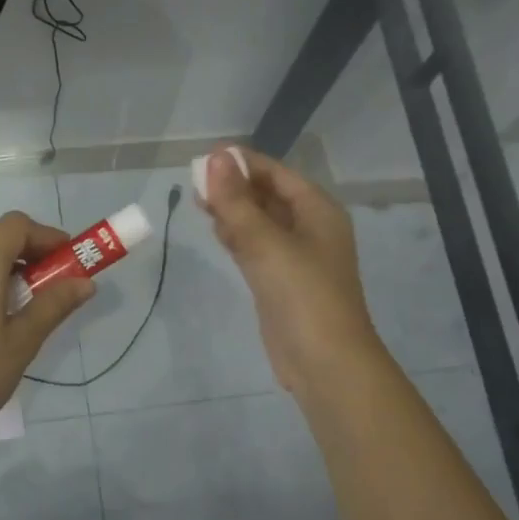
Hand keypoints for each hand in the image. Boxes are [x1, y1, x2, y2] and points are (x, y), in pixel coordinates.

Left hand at [0, 211, 94, 454]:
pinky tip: (1, 310)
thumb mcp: (22, 342)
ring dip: (10, 263)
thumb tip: (85, 282)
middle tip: (56, 279)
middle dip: (31, 249)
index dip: (47, 235)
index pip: (16, 225)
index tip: (69, 259)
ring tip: (32, 298)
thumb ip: (54, 304)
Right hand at [198, 149, 382, 397]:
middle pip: (267, 194)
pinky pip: (255, 246)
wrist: (324, 362)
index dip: (242, 163)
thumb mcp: (266, 242)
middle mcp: (309, 227)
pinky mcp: (280, 280)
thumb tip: (216, 157)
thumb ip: (237, 200)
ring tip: (197, 202)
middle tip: (194, 184)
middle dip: (233, 186)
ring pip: (258, 221)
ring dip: (232, 210)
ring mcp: (295, 255)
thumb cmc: (302, 294)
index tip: (204, 159)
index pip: (275, 173)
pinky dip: (236, 235)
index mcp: (318, 210)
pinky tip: (216, 231)